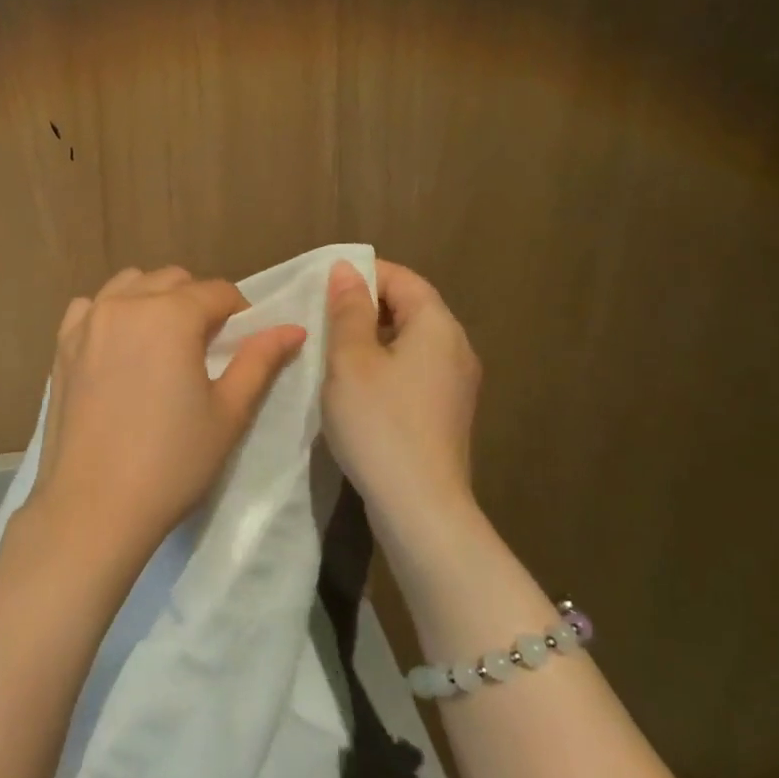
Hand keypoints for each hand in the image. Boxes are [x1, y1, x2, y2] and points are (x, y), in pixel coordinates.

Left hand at [30, 266, 306, 564]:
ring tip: (164, 341)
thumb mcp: (228, 413)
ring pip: (130, 284)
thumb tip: (293, 328)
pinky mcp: (62, 345)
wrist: (93, 506)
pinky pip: (91, 306)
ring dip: (154, 298)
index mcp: (171, 315)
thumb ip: (260, 361)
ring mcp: (88, 321)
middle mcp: (126, 304)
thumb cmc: (171, 463)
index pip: (218, 292)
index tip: (245, 341)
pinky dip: (111, 311)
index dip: (240, 312)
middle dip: (197, 302)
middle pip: (173, 280)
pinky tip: (119, 345)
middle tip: (207, 345)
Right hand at [323, 260, 481, 531]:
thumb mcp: (350, 360)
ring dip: (373, 337)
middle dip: (365, 306)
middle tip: (322, 318)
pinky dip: (385, 364)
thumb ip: (348, 310)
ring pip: (411, 340)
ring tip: (332, 350)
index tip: (323, 287)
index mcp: (437, 326)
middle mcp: (456, 347)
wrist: (420, 507)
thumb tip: (346, 269)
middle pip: (410, 307)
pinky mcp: (447, 412)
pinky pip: (415, 369)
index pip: (402, 278)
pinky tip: (356, 386)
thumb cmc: (379, 423)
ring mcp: (456, 383)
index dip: (363, 274)